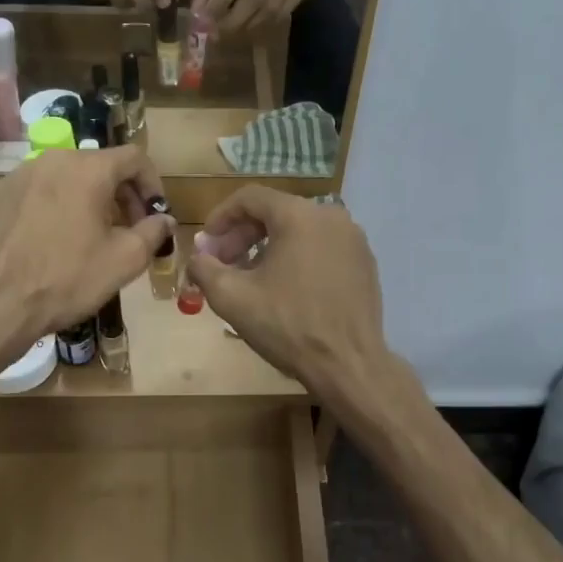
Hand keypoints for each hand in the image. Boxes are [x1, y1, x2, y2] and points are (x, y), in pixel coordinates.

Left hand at [0, 146, 172, 347]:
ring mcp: (21, 175)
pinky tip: (57, 239)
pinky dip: (59, 205)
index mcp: (88, 169)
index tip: (155, 214)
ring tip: (94, 235)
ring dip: (91, 199)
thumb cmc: (67, 279)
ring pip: (69, 177)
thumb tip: (164, 220)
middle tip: (130, 229)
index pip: (135, 158)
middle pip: (101, 165)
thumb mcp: (125, 260)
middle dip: (123, 194)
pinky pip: (41, 190)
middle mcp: (53, 160)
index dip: (153, 184)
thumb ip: (153, 232)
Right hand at [186, 186, 389, 398]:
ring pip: (300, 230)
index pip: (250, 197)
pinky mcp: (365, 262)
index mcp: (299, 215)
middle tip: (224, 264)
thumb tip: (198, 257)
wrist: (348, 364)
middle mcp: (331, 216)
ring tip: (252, 278)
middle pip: (276, 212)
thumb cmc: (288, 326)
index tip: (206, 243)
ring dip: (270, 247)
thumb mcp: (232, 297)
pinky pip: (323, 247)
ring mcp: (353, 239)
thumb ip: (205, 268)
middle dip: (243, 235)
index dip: (221, 217)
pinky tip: (287, 288)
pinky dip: (299, 257)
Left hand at [191, 0, 314, 35]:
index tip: (205, 22)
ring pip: (270, 9)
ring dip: (247, 25)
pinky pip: (283, 12)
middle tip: (217, 34)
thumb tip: (198, 13)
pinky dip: (263, 23)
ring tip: (231, 30)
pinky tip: (250, 23)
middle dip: (233, 19)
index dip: (219, 2)